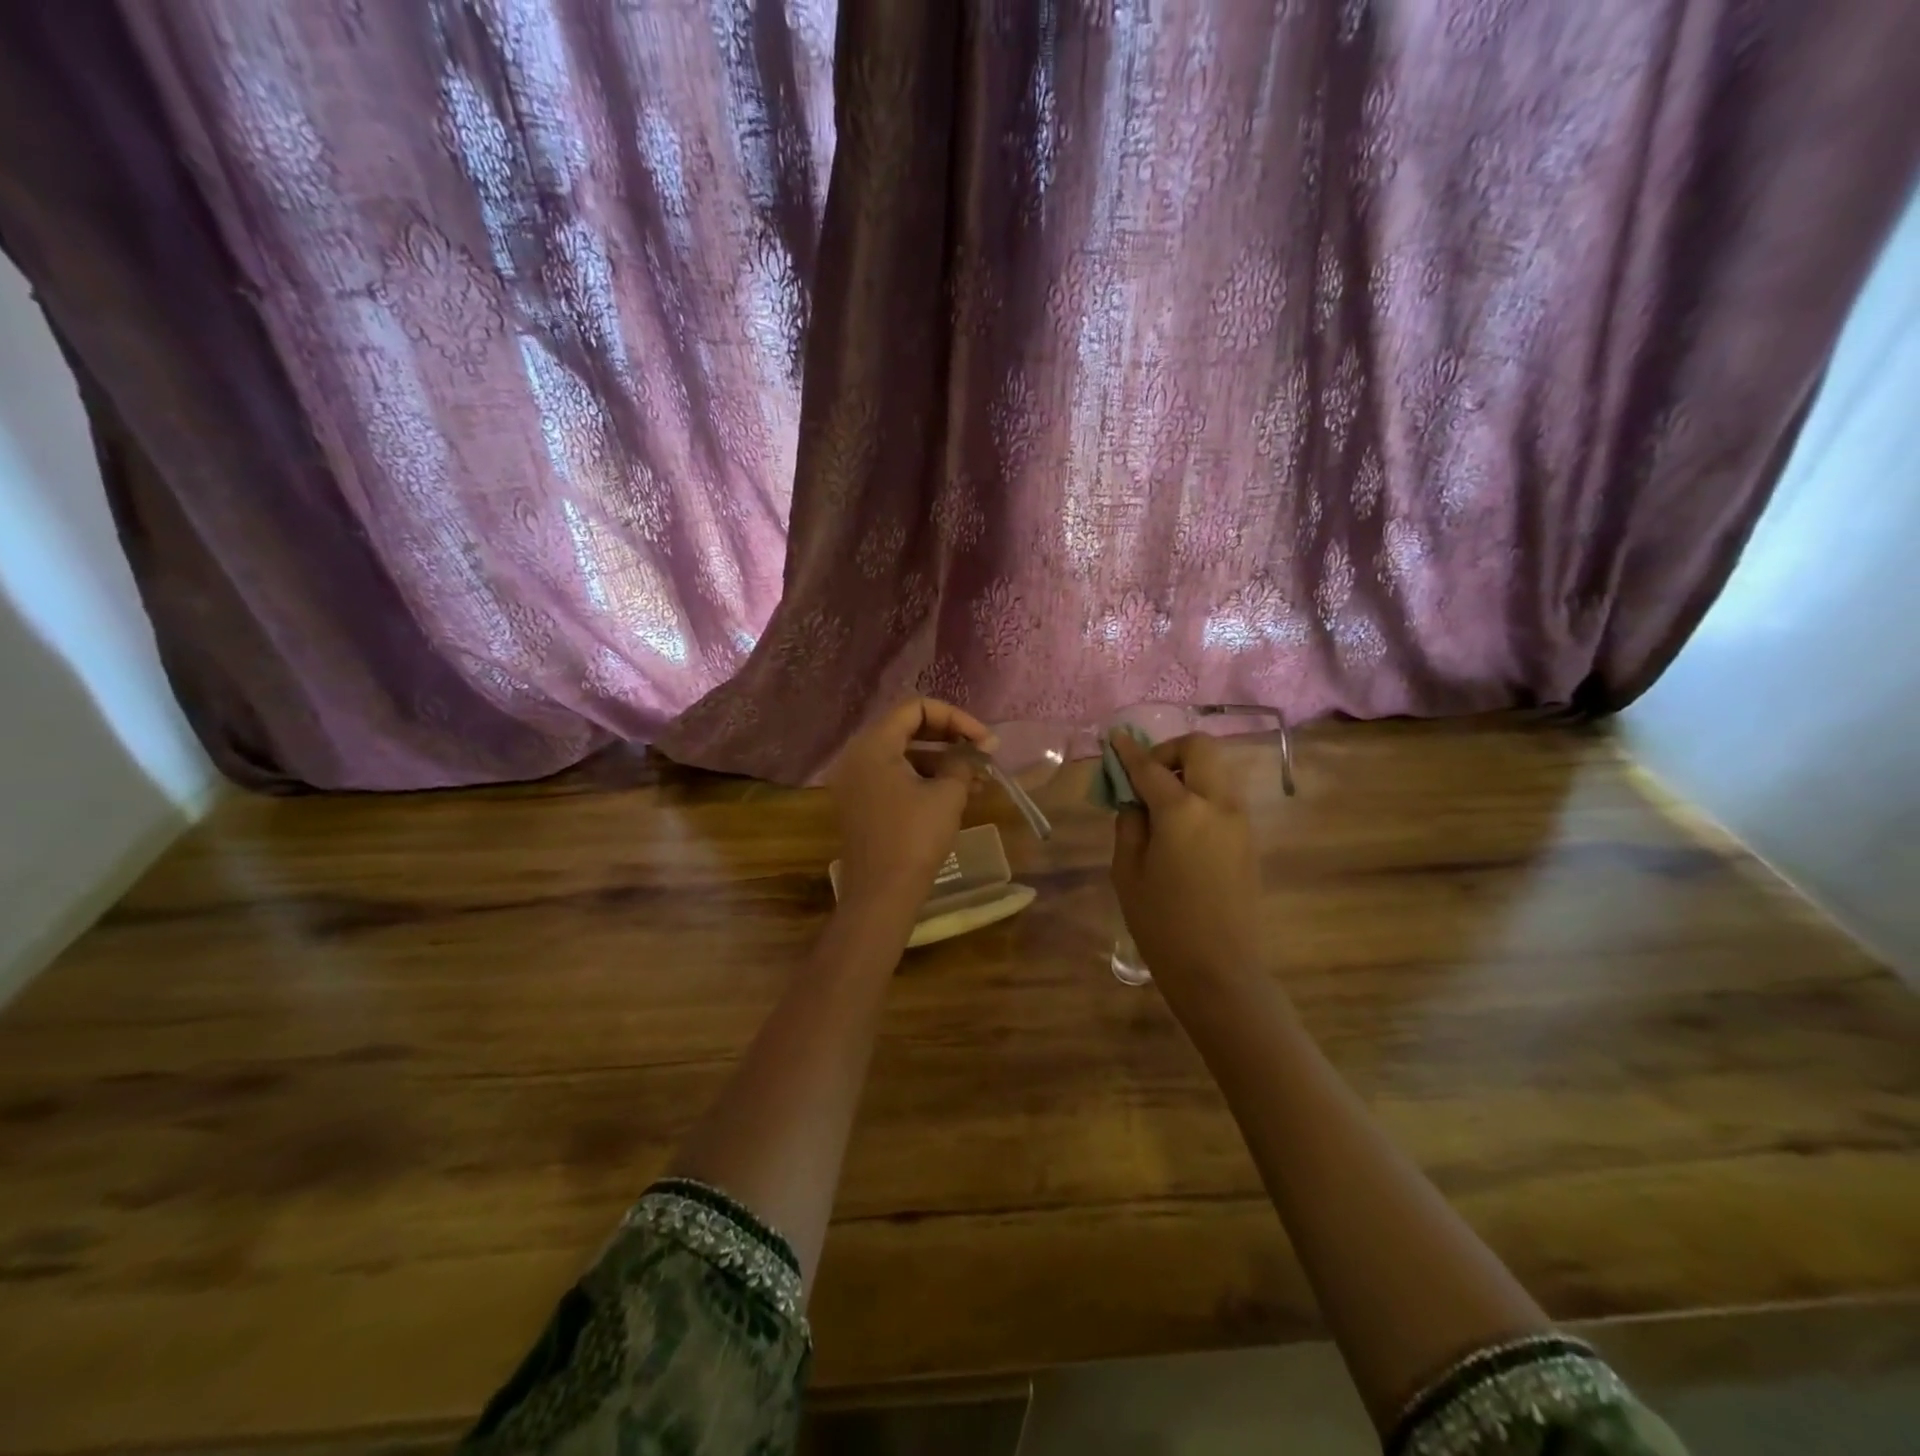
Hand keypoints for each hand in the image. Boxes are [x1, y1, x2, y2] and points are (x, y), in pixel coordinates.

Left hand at [830, 697, 997, 918]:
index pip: (916, 708)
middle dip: (950, 737)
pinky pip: (894, 776)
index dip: (955, 717)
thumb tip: (974, 751)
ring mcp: (856, 781)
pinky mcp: (861, 803)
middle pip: (907, 728)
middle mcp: (858, 756)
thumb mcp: (947, 795)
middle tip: (982, 753)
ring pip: (903, 754)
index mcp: (873, 745)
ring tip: (979, 778)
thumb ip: (961, 762)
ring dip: (941, 760)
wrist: (881, 895)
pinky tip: (958, 793)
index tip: (983, 740)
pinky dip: (924, 778)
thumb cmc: (914, 838)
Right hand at [1109, 732, 1262, 991]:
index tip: (1114, 739)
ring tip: (1160, 802)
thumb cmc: (1162, 924)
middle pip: (1200, 749)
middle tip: (1145, 777)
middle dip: (1169, 751)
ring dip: (1187, 771)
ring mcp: (1240, 821)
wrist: (1220, 970)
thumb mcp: (1128, 872)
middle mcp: (1218, 805)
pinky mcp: (1249, 839)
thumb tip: (1135, 800)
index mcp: (1182, 812)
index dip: (1128, 751)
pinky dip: (1200, 792)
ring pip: (1217, 770)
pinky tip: (1180, 824)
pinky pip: (1223, 796)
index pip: (1150, 767)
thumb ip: (1129, 825)